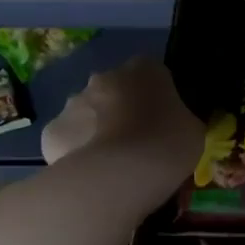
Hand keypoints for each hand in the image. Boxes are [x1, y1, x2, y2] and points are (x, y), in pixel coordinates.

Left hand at [41, 56, 202, 188]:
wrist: (120, 175)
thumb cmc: (167, 144)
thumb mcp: (192, 129)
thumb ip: (178, 118)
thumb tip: (172, 124)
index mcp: (144, 69)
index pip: (151, 74)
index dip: (156, 97)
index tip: (163, 121)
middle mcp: (105, 77)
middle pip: (114, 90)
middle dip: (121, 111)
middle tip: (136, 143)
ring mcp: (73, 103)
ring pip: (87, 114)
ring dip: (97, 130)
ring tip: (112, 165)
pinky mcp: (52, 132)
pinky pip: (67, 140)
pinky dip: (75, 152)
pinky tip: (89, 175)